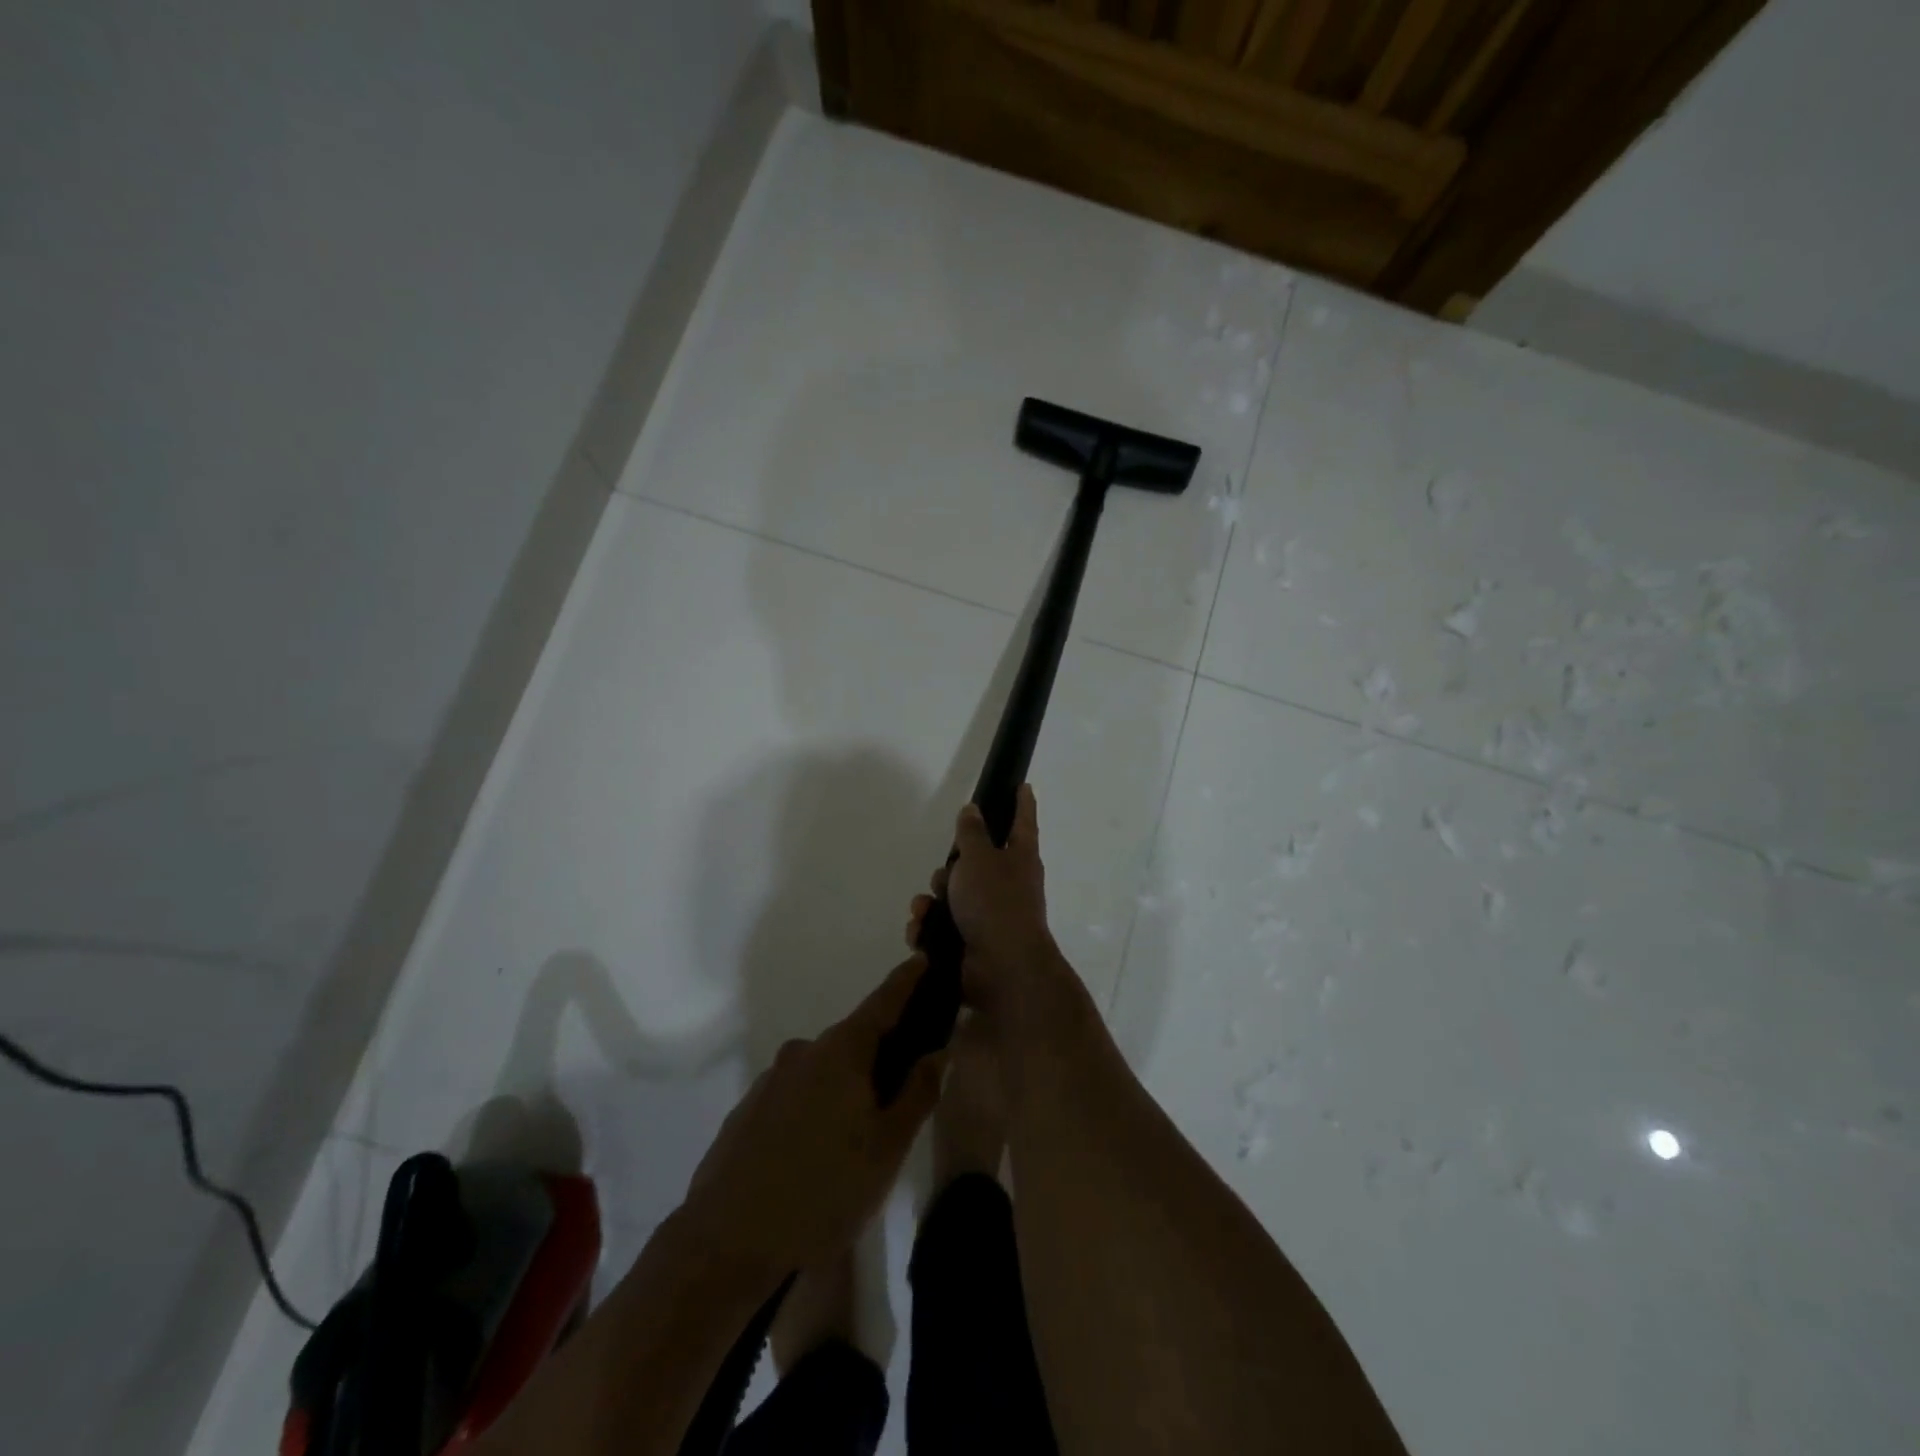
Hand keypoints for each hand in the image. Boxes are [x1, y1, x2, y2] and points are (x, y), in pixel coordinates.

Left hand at [680, 956, 943, 1276]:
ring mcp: (771, 1080)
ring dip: (845, 1088)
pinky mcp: (748, 1110)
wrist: (725, 1244)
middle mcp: (804, 1052)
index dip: (907, 980)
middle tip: (902, 1091)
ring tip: (857, 1140)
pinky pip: (795, 1096)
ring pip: (823, 1071)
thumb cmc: (823, 1191)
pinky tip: (816, 1155)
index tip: (924, 957)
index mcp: (842, 1051)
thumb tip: (937, 1050)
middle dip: (880, 1053)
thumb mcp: (887, 1147)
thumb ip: (918, 1092)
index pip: (884, 1001)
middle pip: (854, 1040)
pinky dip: (814, 1108)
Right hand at [906, 784, 1053, 971]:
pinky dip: (929, 929)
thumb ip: (972, 833)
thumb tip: (973, 810)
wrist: (1000, 969)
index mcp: (1020, 858)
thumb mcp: (979, 858)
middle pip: (973, 863)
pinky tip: (922, 934)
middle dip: (950, 869)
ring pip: (951, 896)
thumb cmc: (995, 903)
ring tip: (927, 911)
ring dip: (933, 902)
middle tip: (945, 877)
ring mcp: (989, 916)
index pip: (1022, 821)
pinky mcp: (971, 943)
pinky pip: (942, 927)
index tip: (1023, 786)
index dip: (1021, 803)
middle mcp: (1008, 885)